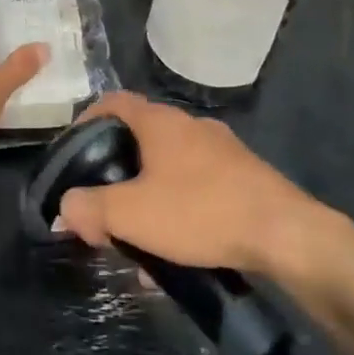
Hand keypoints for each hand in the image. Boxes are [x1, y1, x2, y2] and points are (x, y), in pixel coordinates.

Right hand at [57, 92, 353, 286]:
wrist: (287, 235)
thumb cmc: (201, 212)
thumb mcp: (132, 214)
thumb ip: (90, 208)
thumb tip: (66, 207)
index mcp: (160, 122)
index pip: (112, 102)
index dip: (85, 121)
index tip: (72, 153)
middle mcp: (190, 127)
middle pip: (138, 139)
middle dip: (115, 175)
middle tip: (101, 207)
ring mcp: (221, 151)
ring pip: (167, 169)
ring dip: (145, 200)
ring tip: (136, 241)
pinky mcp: (243, 178)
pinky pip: (196, 188)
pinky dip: (176, 211)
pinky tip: (175, 252)